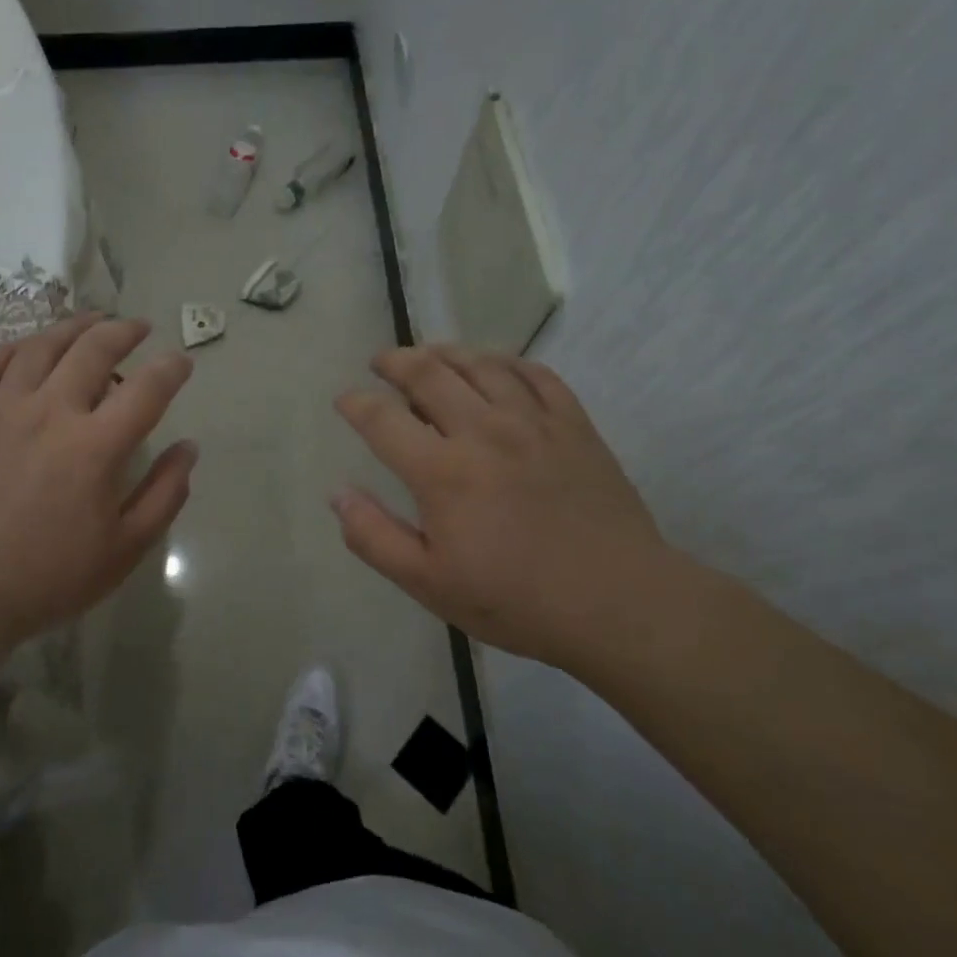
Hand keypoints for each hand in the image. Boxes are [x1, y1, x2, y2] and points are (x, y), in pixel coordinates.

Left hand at [0, 314, 196, 662]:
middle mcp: (51, 411)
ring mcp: (3, 408)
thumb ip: (165, 493)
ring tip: (92, 322)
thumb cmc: (50, 576)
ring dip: (74, 326)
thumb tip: (189, 448)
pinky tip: (31, 346)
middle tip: (138, 328)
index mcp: (96, 446)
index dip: (171, 368)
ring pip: (42, 345)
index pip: (147, 388)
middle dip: (124, 331)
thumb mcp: (125, 548)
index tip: (182, 361)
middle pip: (94, 349)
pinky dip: (17, 346)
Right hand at [332, 345, 674, 669]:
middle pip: (429, 374)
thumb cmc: (515, 600)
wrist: (619, 603)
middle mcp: (483, 431)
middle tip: (381, 362)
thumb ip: (374, 536)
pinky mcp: (573, 425)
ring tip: (429, 354)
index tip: (345, 400)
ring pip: (481, 365)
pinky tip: (495, 366)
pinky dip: (507, 362)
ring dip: (446, 352)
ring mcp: (533, 422)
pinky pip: (536, 374)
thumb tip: (338, 493)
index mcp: (442, 471)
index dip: (356, 404)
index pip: (382, 419)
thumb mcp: (428, 583)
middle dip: (396, 361)